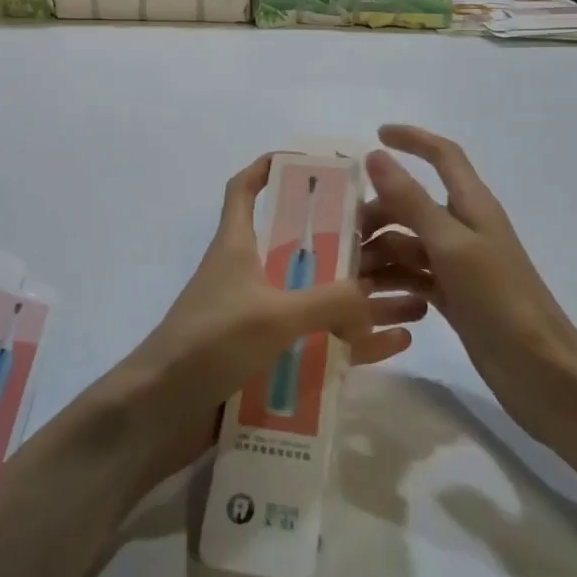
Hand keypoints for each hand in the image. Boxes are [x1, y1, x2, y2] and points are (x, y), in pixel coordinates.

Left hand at [113, 154, 428, 479]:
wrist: (162, 413)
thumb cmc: (210, 343)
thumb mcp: (274, 314)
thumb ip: (330, 301)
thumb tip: (374, 298)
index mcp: (237, 246)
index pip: (244, 190)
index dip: (267, 168)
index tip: (308, 162)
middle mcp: (247, 275)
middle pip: (300, 246)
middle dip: (346, 243)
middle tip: (395, 240)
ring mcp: (257, 318)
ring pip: (317, 297)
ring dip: (360, 298)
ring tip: (413, 296)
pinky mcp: (265, 358)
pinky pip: (318, 342)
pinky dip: (351, 341)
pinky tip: (394, 344)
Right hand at [361, 125, 576, 445]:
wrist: (541, 373)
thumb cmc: (500, 300)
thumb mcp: (451, 245)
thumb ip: (411, 200)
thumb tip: (376, 155)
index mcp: (472, 205)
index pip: (443, 155)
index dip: (412, 139)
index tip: (375, 136)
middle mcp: (464, 228)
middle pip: (412, 203)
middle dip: (377, 212)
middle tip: (342, 235)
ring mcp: (458, 264)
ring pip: (407, 242)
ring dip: (378, 251)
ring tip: (349, 274)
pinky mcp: (453, 296)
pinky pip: (412, 276)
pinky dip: (391, 280)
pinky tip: (369, 296)